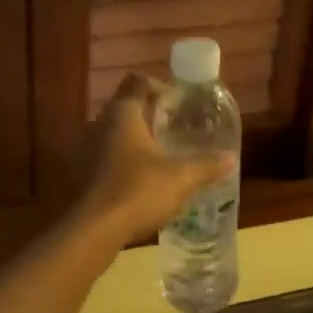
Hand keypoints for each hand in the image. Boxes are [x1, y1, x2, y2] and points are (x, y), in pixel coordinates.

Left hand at [73, 75, 235, 245]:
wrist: (96, 229)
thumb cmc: (139, 191)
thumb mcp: (181, 178)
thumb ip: (206, 165)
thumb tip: (230, 158)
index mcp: (122, 114)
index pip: (138, 83)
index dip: (160, 87)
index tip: (179, 103)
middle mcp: (99, 123)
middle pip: (125, 106)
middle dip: (149, 114)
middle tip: (174, 127)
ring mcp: (85, 148)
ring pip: (113, 131)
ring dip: (135, 138)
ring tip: (160, 153)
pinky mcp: (81, 172)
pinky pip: (105, 154)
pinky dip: (122, 158)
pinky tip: (140, 176)